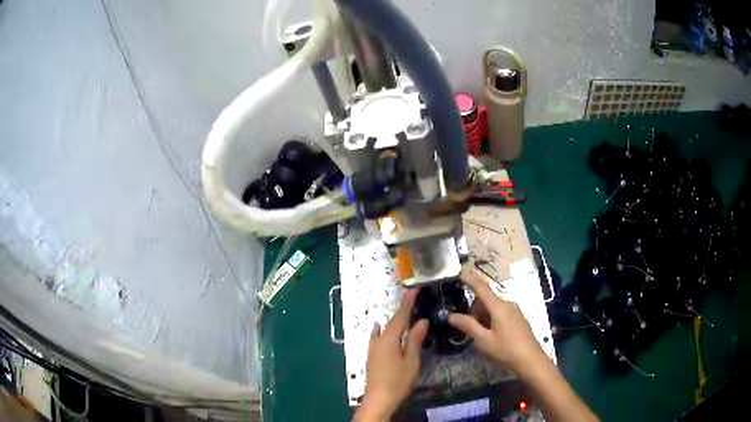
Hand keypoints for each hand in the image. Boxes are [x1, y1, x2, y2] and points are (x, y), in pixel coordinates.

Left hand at [355, 288, 428, 421]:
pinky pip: (377, 336)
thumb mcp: (411, 360)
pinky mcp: (372, 355)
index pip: (400, 316)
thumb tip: (422, 321)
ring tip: (405, 313)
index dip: (408, 302)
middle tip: (413, 298)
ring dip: (394, 320)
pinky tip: (380, 327)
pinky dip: (381, 329)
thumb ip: (414, 340)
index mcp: (389, 338)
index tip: (415, 289)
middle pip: (392, 321)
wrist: (378, 399)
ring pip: (385, 329)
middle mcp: (378, 339)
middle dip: (402, 309)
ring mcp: (373, 347)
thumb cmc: (398, 381)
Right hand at [448, 270, 543, 372]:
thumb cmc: (506, 350)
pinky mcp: (518, 319)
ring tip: (481, 335)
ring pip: (494, 307)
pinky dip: (492, 319)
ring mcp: (515, 311)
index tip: (460, 275)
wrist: (530, 360)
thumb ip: (468, 326)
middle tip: (469, 327)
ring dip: (483, 316)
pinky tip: (492, 335)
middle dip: (475, 308)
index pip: (482, 288)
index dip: (471, 280)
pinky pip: (501, 313)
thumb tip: (451, 316)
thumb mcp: (484, 340)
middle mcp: (508, 305)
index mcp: (499, 307)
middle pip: (487, 299)